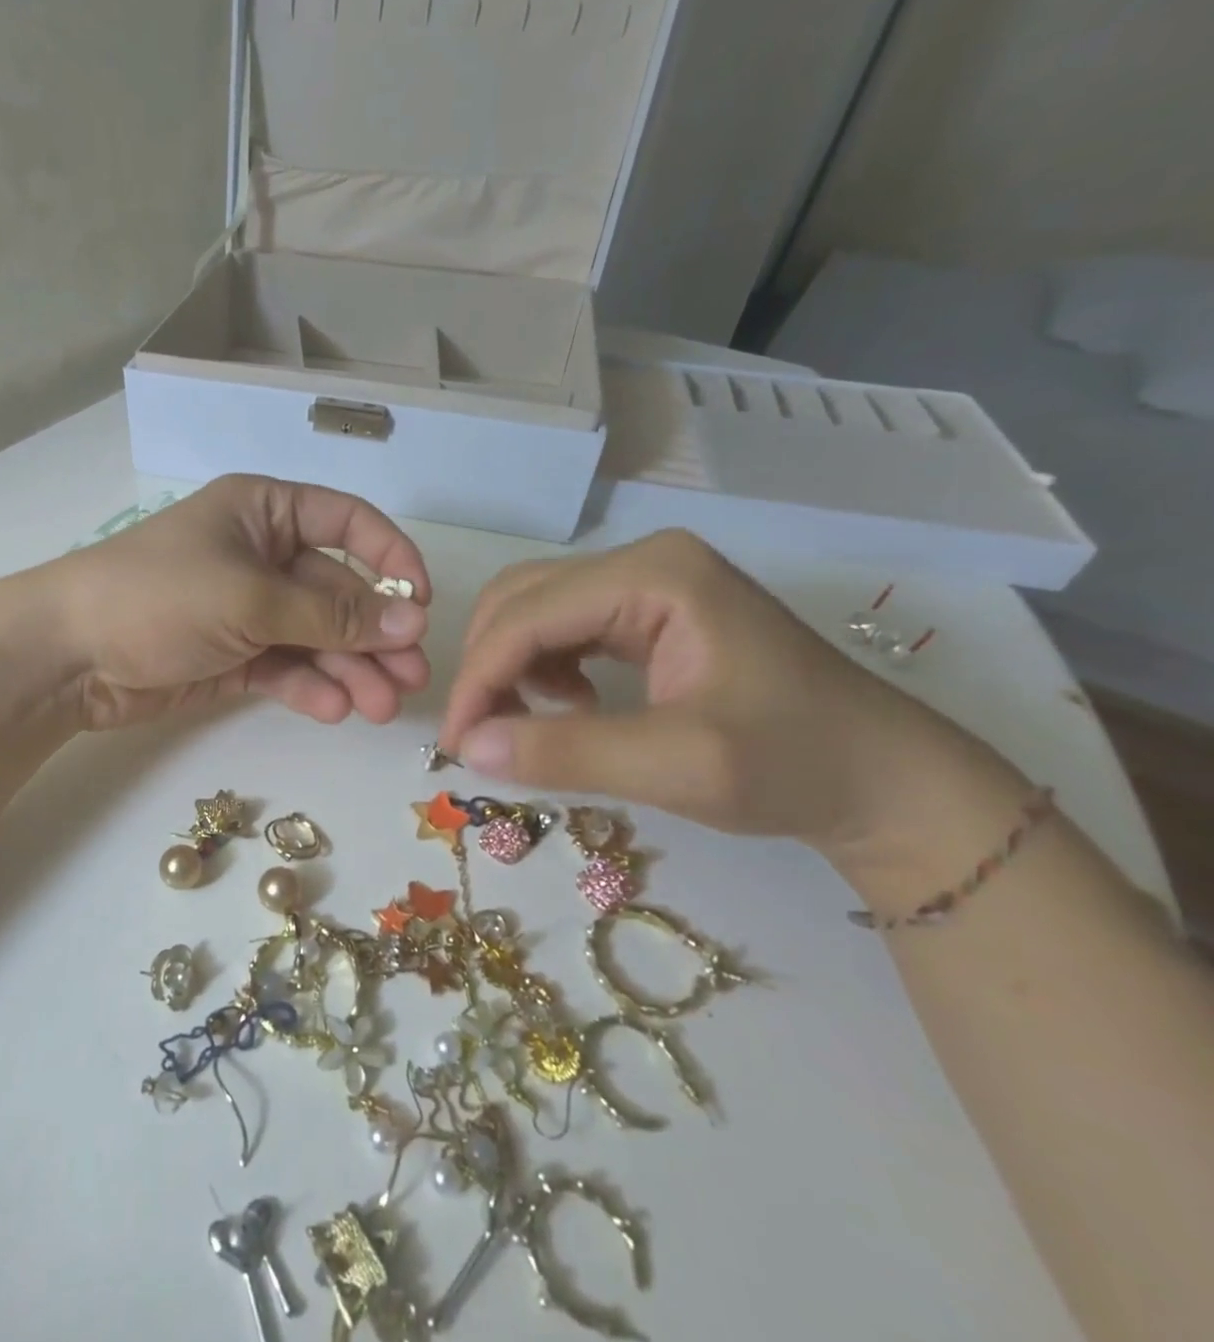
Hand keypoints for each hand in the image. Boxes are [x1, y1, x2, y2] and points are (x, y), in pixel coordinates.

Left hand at [46, 475, 430, 729]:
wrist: (69, 655)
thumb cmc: (160, 597)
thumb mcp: (252, 599)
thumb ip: (333, 616)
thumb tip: (413, 621)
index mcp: (264, 512)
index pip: (347, 522)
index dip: (390, 558)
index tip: (422, 603)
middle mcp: (261, 555)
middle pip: (336, 592)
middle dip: (374, 635)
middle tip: (412, 678)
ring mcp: (246, 609)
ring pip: (315, 637)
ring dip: (350, 670)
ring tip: (383, 707)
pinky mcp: (232, 656)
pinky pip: (284, 667)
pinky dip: (308, 687)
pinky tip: (334, 710)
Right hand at [438, 531, 1026, 868]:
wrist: (884, 780)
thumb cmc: (794, 765)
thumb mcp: (677, 766)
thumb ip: (565, 752)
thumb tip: (469, 749)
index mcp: (653, 575)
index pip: (528, 615)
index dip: (478, 678)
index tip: (457, 744)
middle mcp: (642, 561)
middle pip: (520, 599)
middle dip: (487, 666)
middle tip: (481, 735)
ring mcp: (647, 582)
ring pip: (534, 610)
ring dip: (510, 665)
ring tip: (527, 724)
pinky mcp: (649, 611)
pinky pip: (564, 626)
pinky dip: (541, 666)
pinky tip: (568, 706)